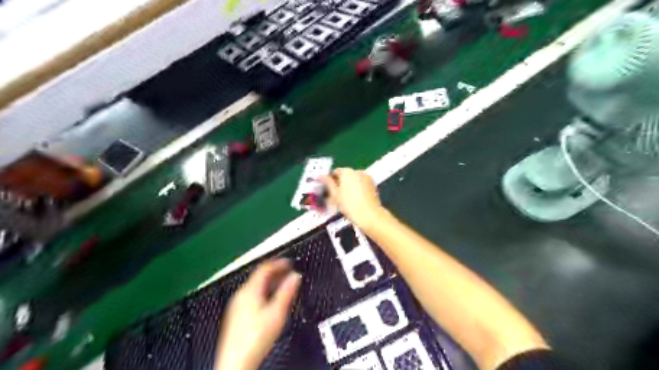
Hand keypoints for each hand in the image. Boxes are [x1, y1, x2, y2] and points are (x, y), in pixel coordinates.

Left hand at [214, 259, 299, 369]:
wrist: (236, 364)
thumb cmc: (255, 338)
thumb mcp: (277, 313)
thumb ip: (287, 292)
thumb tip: (295, 277)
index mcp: (249, 291)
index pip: (264, 268)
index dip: (278, 263)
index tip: (289, 263)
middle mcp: (240, 295)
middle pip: (259, 277)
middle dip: (275, 273)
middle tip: (288, 272)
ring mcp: (236, 306)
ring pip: (255, 286)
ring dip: (270, 283)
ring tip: (282, 285)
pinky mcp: (236, 315)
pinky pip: (251, 296)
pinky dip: (263, 292)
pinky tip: (270, 301)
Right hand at [322, 169, 383, 229]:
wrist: (369, 215)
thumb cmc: (350, 205)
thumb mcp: (335, 194)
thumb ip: (328, 183)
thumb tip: (321, 176)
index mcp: (347, 172)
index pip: (335, 172)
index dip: (330, 180)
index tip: (328, 188)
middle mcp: (358, 171)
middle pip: (346, 175)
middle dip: (340, 183)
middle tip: (336, 194)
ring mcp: (367, 177)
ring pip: (354, 179)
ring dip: (349, 185)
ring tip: (346, 198)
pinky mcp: (373, 184)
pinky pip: (361, 183)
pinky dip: (357, 188)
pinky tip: (355, 198)